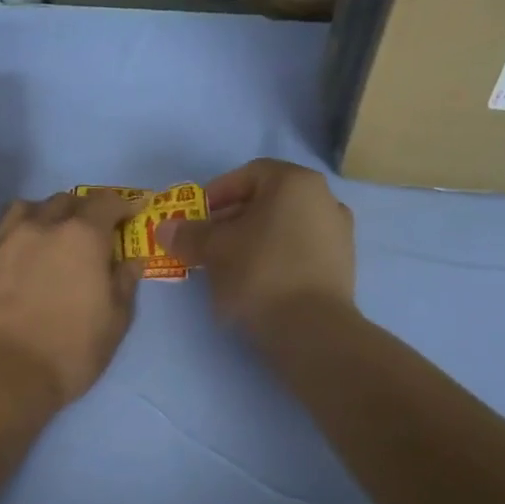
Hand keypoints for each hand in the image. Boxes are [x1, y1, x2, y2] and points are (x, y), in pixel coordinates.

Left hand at [0, 190, 144, 410]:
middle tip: (93, 233)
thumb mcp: (114, 323)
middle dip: (84, 210)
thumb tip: (131, 260)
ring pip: (28, 208)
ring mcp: (7, 241)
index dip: (122, 206)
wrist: (1, 374)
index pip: (106, 202)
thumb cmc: (69, 351)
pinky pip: (5, 231)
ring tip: (52, 235)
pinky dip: (20, 233)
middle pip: (66, 200)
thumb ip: (124, 283)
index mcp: (82, 236)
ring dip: (46, 214)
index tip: (129, 216)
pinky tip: (24, 255)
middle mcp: (43, 227)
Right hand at [155, 160, 355, 340]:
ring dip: (251, 241)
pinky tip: (254, 283)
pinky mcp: (341, 267)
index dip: (216, 193)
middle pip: (266, 201)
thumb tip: (164, 229)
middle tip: (205, 243)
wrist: (311, 329)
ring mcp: (337, 234)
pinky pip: (297, 251)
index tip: (195, 217)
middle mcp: (324, 198)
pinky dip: (273, 259)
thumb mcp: (213, 250)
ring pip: (282, 228)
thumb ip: (188, 234)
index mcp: (295, 182)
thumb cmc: (259, 273)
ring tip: (226, 266)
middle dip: (231, 220)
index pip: (248, 174)